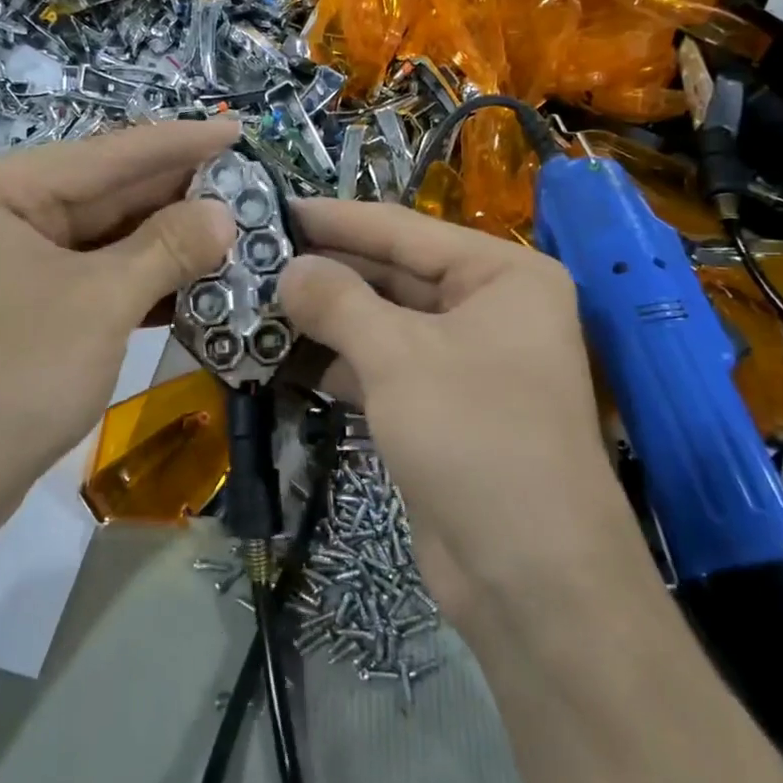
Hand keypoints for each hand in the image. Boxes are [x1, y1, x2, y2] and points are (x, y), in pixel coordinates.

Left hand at [0, 120, 237, 546]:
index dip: (179, 143)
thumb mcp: (101, 303)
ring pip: (96, 237)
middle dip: (175, 195)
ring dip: (162, 240)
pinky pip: (83, 274)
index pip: (104, 154)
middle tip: (248, 183)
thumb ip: (167, 247)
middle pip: (99, 193)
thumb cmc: (15, 379)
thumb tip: (225, 213)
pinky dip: (134, 277)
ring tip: (233, 226)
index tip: (239, 129)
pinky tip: (191, 276)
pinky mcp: (12, 304)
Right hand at [279, 200, 650, 628]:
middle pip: (392, 276)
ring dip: (322, 319)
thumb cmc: (475, 437)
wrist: (529, 576)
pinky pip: (380, 368)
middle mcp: (489, 309)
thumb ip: (338, 303)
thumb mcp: (399, 357)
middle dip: (324, 273)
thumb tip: (287, 268)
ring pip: (381, 324)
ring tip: (253, 302)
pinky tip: (279, 355)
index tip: (274, 206)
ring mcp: (463, 362)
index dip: (336, 220)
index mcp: (503, 275)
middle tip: (253, 257)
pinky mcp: (438, 408)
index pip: (404, 230)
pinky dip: (335, 363)